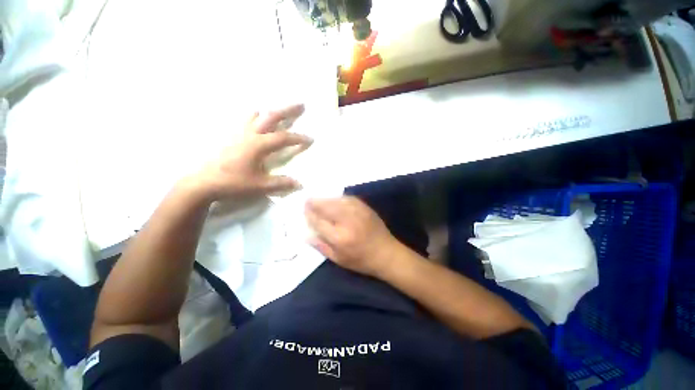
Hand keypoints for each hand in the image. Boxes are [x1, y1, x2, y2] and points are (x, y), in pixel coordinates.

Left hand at [191, 104, 312, 201]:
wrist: (204, 182)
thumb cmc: (233, 183)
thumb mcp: (260, 186)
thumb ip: (281, 183)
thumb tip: (299, 183)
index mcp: (258, 145)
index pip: (283, 138)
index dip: (299, 138)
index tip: (311, 138)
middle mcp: (250, 134)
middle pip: (271, 117)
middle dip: (288, 110)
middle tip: (301, 104)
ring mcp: (239, 133)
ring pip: (256, 116)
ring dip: (269, 113)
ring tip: (277, 113)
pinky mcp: (231, 137)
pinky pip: (245, 121)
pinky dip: (255, 118)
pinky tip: (256, 122)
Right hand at [305, 197, 399, 277]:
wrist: (386, 253)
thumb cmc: (361, 260)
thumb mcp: (338, 259)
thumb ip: (321, 246)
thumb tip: (305, 233)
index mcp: (339, 237)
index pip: (318, 221)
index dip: (309, 214)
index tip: (303, 209)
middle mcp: (347, 221)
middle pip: (326, 206)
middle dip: (314, 202)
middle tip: (307, 200)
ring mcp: (357, 211)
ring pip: (336, 200)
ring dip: (325, 198)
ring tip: (318, 199)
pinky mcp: (365, 207)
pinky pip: (347, 198)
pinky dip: (338, 198)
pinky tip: (334, 199)